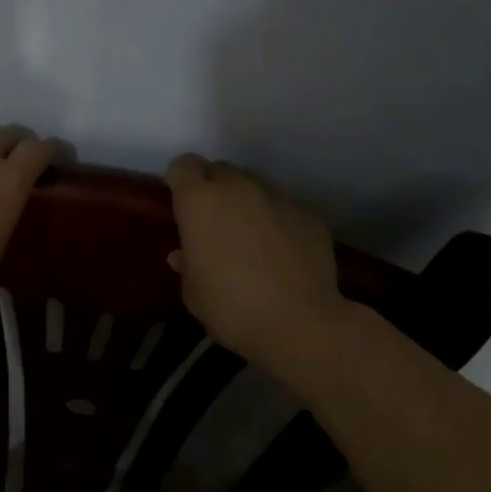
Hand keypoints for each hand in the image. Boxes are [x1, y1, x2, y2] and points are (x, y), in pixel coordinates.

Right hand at [165, 155, 356, 373]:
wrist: (301, 325)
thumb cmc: (231, 307)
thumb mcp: (193, 292)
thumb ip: (187, 263)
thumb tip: (184, 254)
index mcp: (200, 201)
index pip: (184, 165)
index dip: (181, 181)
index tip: (183, 205)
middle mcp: (238, 187)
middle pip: (221, 170)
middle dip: (215, 189)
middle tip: (216, 223)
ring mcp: (278, 198)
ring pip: (255, 186)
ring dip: (248, 203)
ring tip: (253, 239)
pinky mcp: (309, 214)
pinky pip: (285, 209)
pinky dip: (279, 222)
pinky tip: (284, 254)